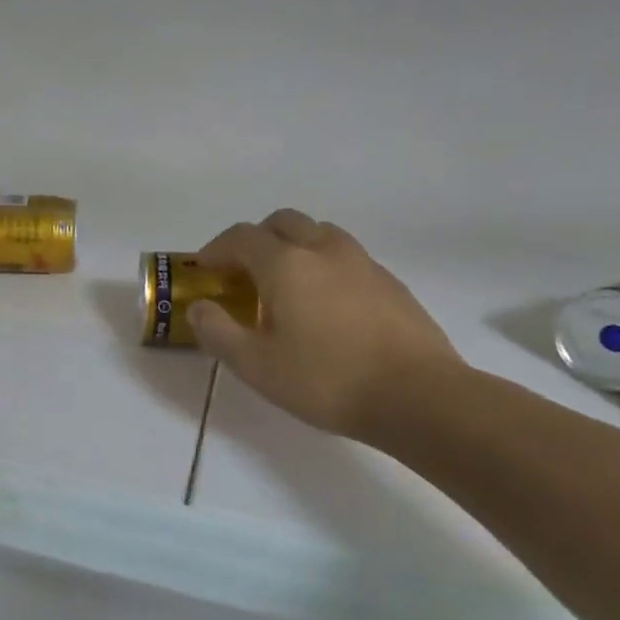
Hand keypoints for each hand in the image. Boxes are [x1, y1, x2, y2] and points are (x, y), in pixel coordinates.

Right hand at [190, 210, 462, 440]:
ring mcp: (363, 263)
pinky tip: (325, 306)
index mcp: (286, 264)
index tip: (205, 271)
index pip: (241, 237)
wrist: (420, 397)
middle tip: (243, 274)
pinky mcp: (390, 283)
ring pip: (319, 234)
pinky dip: (324, 266)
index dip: (216, 249)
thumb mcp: (255, 365)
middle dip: (255, 240)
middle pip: (282, 222)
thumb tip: (199, 307)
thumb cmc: (326, 380)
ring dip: (293, 247)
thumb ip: (217, 331)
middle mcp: (323, 250)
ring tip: (285, 286)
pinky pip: (346, 257)